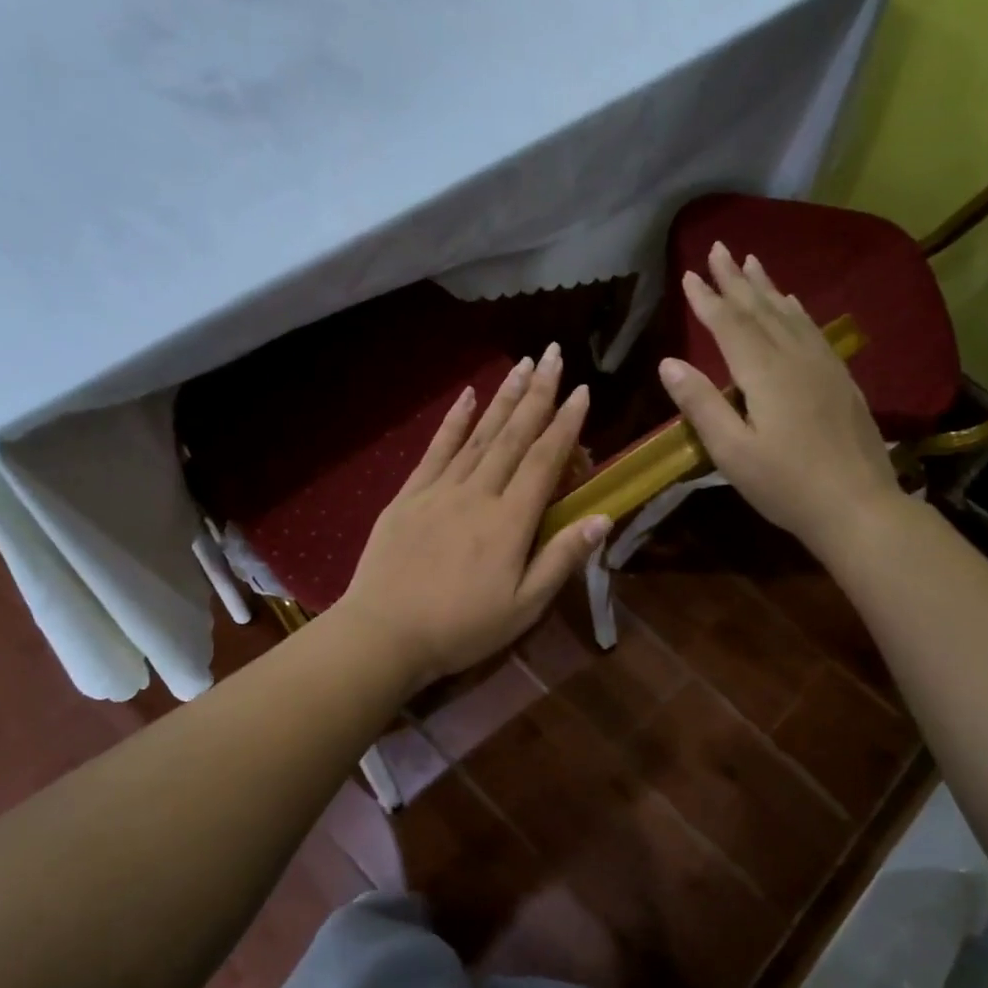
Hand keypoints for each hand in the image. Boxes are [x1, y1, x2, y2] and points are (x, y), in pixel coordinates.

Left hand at [334, 342, 609, 693]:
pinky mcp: (409, 495)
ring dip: (503, 397)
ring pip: (479, 435)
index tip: (581, 390)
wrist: (384, 633)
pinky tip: (468, 396)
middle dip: (537, 393)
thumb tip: (603, 517)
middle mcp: (478, 494)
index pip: (544, 461)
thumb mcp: (523, 607)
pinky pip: (437, 449)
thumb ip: (561, 559)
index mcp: (510, 522)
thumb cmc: (461, 628)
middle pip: (513, 436)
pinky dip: (454, 421)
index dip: (565, 424)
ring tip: (522, 364)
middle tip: (554, 354)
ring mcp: (440, 490)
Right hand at [658, 241, 901, 553]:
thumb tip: (669, 363)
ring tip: (752, 262)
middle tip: (720, 248)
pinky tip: (792, 304)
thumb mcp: (732, 452)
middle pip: (761, 309)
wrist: (858, 506)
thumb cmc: (786, 486)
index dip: (707, 299)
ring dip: (767, 287)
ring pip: (790, 315)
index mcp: (765, 374)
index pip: (729, 325)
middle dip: (736, 279)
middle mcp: (795, 358)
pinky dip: (795, 310)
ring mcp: (823, 366)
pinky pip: (812, 330)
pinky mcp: (840, 380)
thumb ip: (701, 405)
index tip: (689, 274)